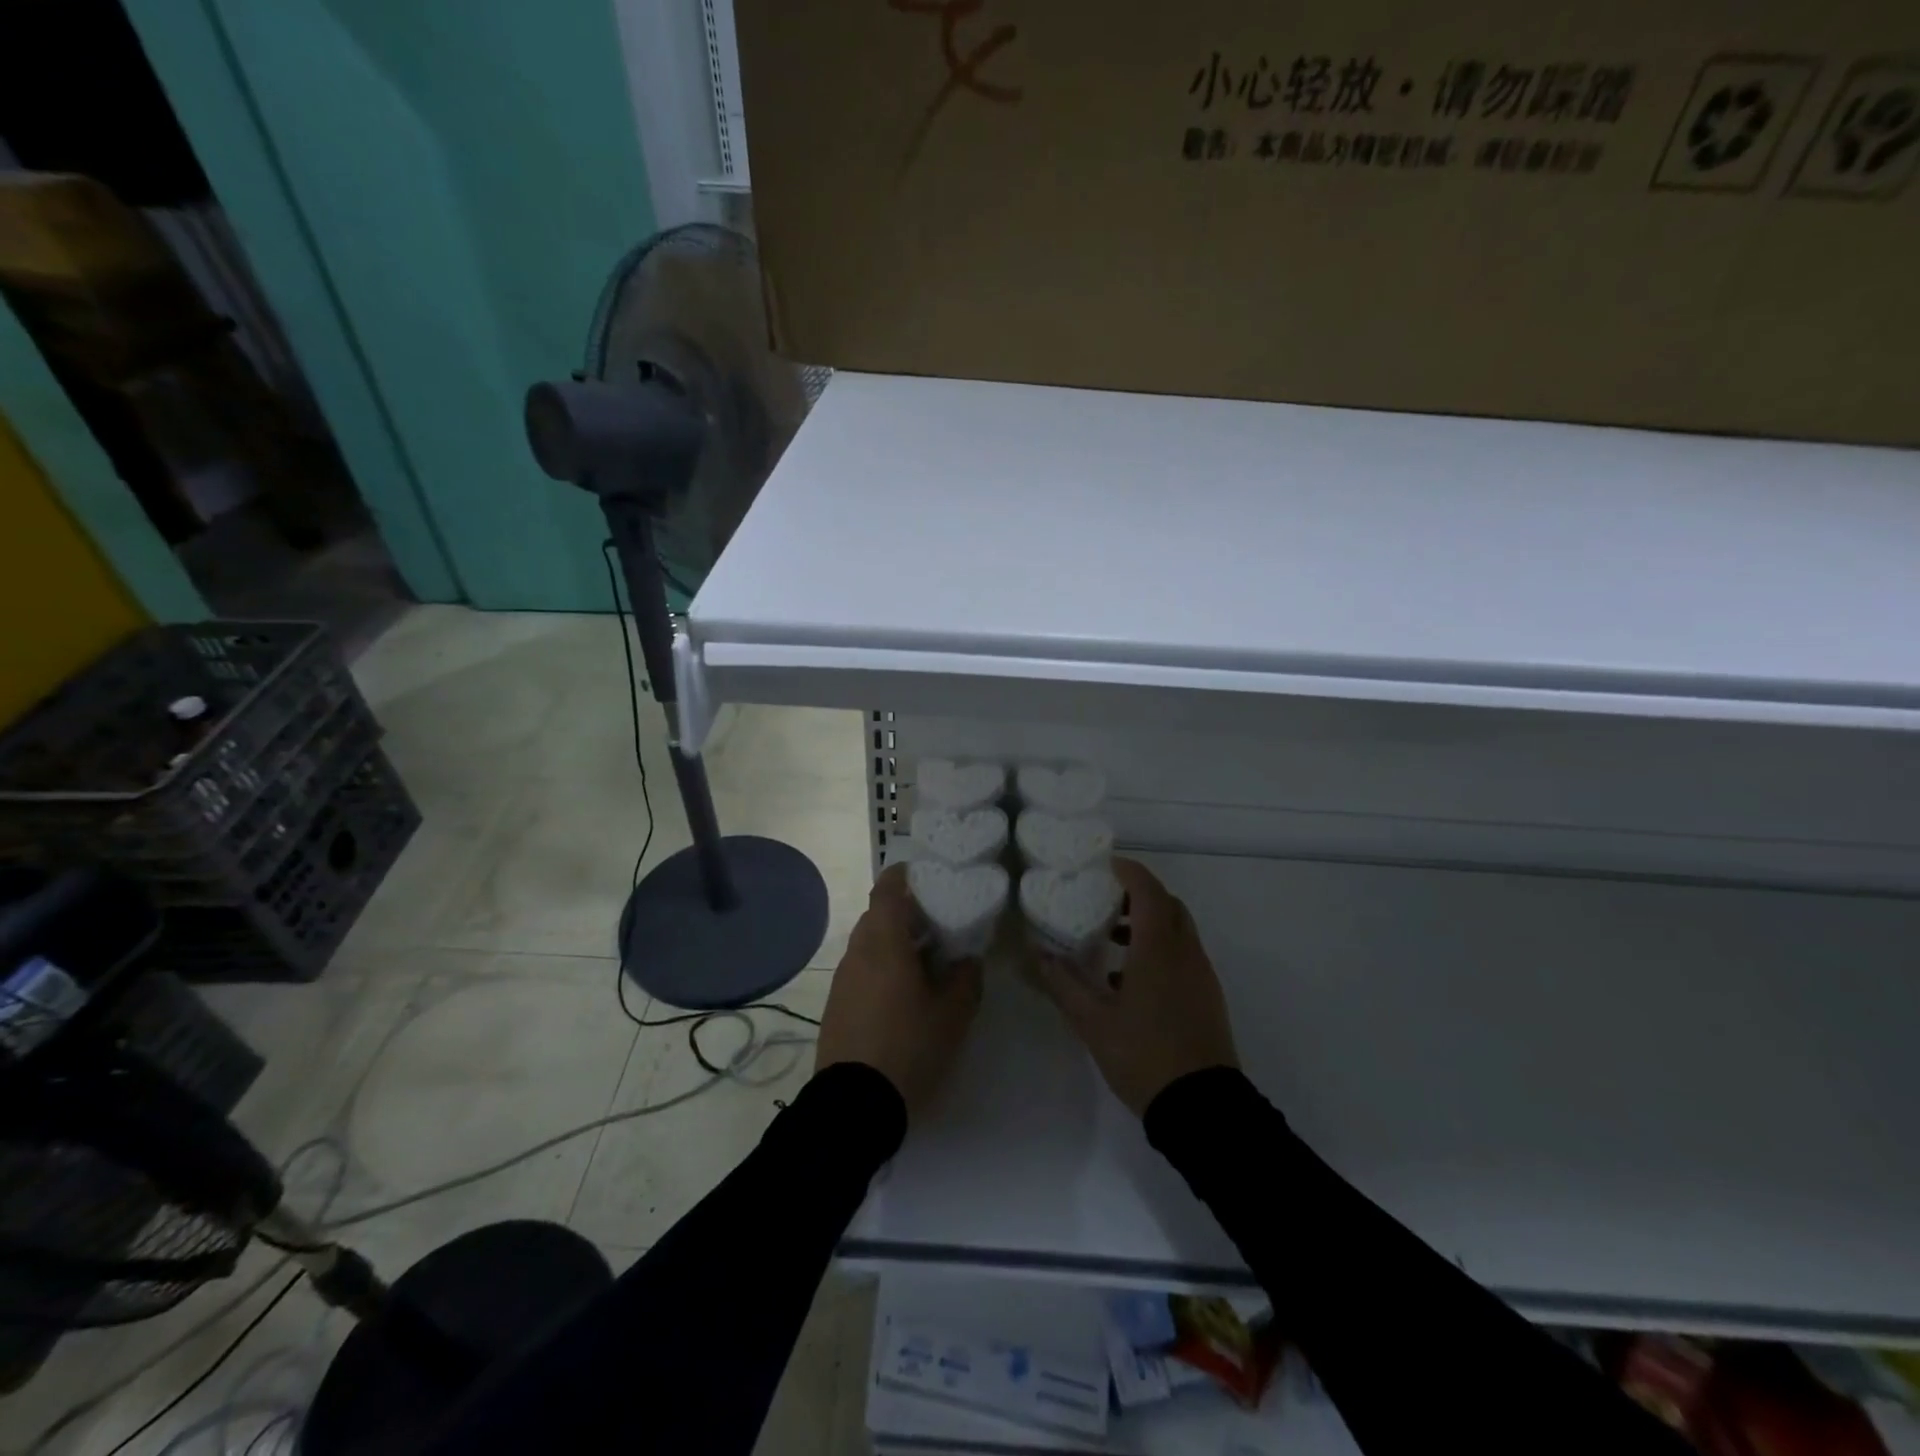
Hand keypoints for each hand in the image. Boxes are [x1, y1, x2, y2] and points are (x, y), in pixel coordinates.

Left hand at [816, 864, 982, 1116]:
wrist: (853, 1106)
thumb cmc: (908, 1048)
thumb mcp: (952, 1016)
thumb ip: (965, 979)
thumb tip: (968, 960)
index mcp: (884, 942)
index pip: (887, 889)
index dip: (905, 876)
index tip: (929, 877)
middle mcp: (858, 951)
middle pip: (879, 915)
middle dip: (908, 914)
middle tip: (941, 924)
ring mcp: (843, 978)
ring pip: (870, 943)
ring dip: (895, 943)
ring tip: (927, 962)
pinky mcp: (837, 1003)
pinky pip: (862, 969)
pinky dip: (883, 968)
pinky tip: (904, 995)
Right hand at [1033, 858, 1237, 1116]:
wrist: (1202, 1106)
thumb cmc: (1144, 1055)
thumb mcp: (1092, 1021)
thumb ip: (1063, 983)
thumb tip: (1037, 953)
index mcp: (1159, 949)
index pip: (1148, 891)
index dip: (1129, 872)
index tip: (1105, 865)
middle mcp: (1185, 952)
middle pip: (1168, 905)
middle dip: (1139, 894)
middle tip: (1105, 899)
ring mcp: (1201, 975)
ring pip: (1178, 930)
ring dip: (1149, 922)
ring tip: (1111, 938)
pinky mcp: (1207, 996)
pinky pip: (1184, 954)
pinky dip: (1160, 947)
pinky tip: (1130, 978)